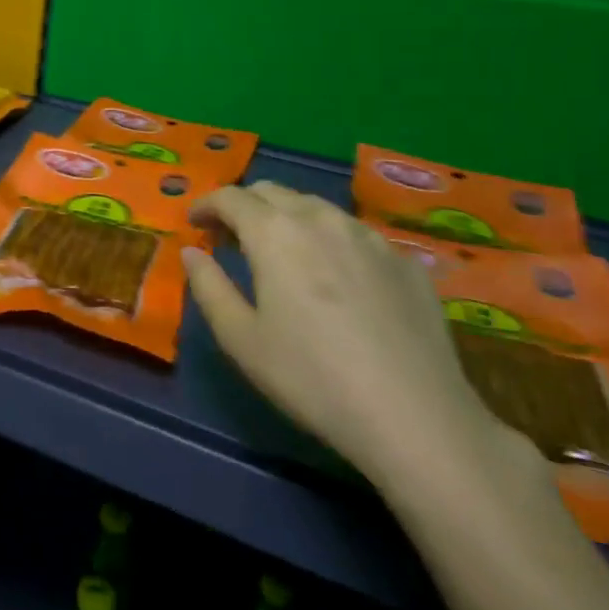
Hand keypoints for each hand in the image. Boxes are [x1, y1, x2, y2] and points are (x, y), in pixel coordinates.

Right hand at [184, 181, 518, 491]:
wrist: (416, 417)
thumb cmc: (311, 377)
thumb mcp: (240, 338)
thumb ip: (208, 286)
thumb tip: (192, 253)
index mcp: (274, 232)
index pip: (230, 197)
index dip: (206, 205)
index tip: (194, 223)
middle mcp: (321, 219)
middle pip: (273, 191)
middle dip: (244, 206)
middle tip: (231, 237)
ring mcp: (370, 237)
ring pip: (316, 208)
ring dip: (288, 218)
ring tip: (282, 253)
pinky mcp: (406, 262)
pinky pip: (356, 235)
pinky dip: (330, 241)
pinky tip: (335, 278)